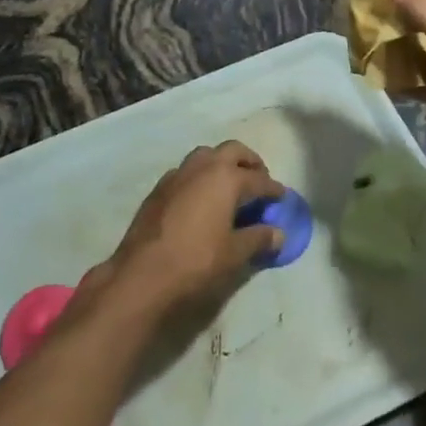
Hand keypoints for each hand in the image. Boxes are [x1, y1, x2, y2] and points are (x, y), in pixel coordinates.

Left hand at [99, 142, 284, 316]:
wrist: (142, 273)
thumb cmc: (196, 261)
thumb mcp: (234, 254)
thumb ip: (258, 239)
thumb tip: (279, 233)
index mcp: (226, 178)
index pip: (258, 179)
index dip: (273, 189)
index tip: (282, 196)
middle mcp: (202, 167)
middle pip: (232, 151)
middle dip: (249, 162)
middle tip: (259, 179)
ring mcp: (177, 174)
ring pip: (206, 155)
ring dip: (222, 164)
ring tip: (231, 185)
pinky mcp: (159, 188)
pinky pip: (187, 172)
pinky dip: (200, 177)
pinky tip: (201, 198)